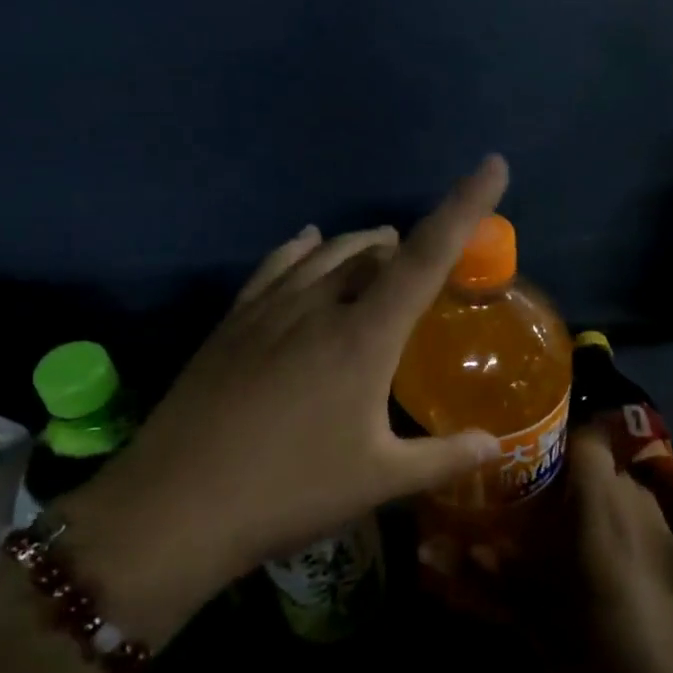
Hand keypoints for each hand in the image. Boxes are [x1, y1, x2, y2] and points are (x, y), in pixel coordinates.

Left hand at [61, 157, 510, 635]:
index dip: (465, 206)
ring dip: (361, 246)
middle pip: (374, 251)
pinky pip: (277, 265)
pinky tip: (307, 243)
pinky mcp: (232, 321)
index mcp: (364, 335)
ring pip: (326, 252)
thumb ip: (445, 458)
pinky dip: (303, 248)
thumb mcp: (379, 480)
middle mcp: (318, 305)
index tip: (493, 165)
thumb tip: (496, 444)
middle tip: (429, 266)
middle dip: (408, 246)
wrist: (176, 507)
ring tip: (381, 251)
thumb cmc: (290, 492)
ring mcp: (269, 308)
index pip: (427, 255)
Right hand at [425, 419, 672, 672]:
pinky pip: (639, 526)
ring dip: (594, 508)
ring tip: (560, 538)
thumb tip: (426, 549)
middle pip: (602, 468)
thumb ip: (479, 571)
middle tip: (533, 504)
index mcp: (600, 499)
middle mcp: (635, 502)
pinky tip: (596, 571)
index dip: (561, 440)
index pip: (589, 436)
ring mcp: (662, 531)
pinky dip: (617, 534)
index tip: (529, 461)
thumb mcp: (526, 608)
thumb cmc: (590, 640)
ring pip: (621, 497)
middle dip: (569, 481)